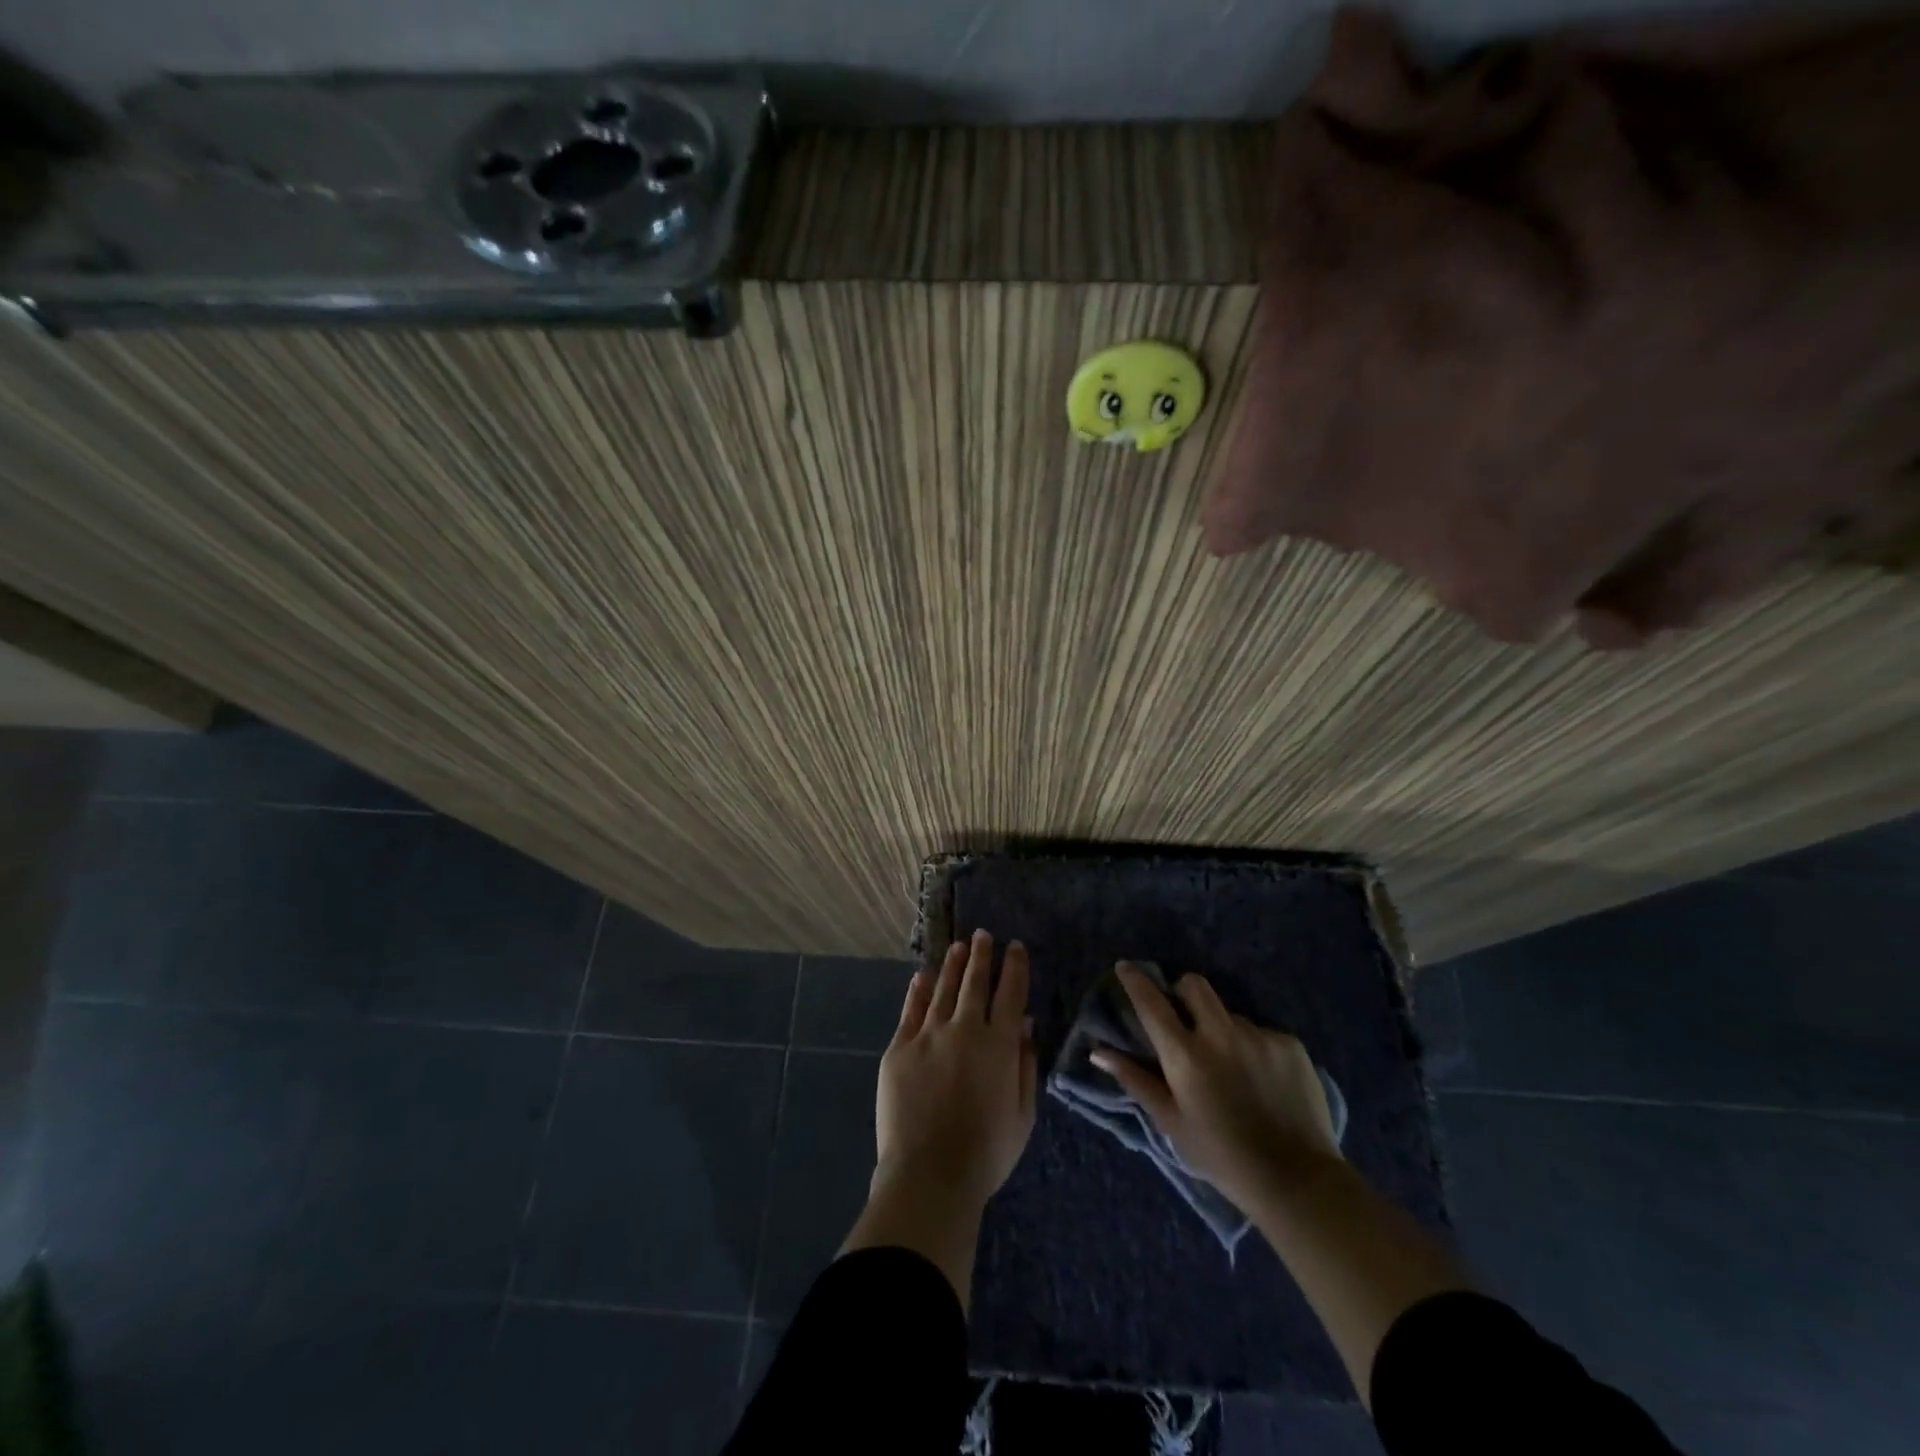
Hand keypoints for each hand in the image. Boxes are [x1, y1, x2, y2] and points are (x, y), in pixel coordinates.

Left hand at [873, 930, 1037, 1209]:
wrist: (930, 1174)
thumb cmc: (987, 1152)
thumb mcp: (1023, 1113)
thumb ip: (1025, 1065)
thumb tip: (1025, 1024)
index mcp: (999, 1045)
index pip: (1010, 994)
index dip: (1014, 968)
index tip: (1015, 947)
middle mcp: (964, 1029)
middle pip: (975, 983)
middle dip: (981, 956)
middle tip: (983, 935)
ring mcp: (928, 1036)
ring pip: (943, 989)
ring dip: (953, 966)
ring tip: (959, 947)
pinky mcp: (899, 1048)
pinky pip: (910, 1011)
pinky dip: (918, 991)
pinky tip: (923, 976)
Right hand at [1092, 963, 1340, 1211]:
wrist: (1297, 1181)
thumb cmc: (1221, 1156)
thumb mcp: (1171, 1122)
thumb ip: (1135, 1080)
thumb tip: (1098, 1051)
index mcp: (1185, 1055)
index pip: (1151, 1003)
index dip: (1135, 980)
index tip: (1126, 968)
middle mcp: (1220, 1034)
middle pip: (1194, 985)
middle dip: (1183, 992)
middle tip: (1185, 1019)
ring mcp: (1258, 1035)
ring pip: (1229, 1014)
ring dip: (1222, 1030)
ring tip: (1233, 1068)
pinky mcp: (1290, 1044)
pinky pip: (1262, 1033)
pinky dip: (1255, 1049)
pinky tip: (1263, 1081)